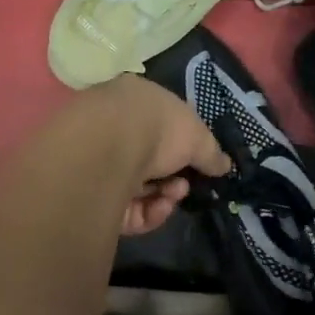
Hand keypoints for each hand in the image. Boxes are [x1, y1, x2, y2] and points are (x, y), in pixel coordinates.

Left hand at [77, 75, 229, 234]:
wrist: (108, 147)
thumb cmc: (157, 127)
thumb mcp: (197, 136)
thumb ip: (211, 153)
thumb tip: (224, 165)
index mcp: (135, 102)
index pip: (159, 126)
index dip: (181, 148)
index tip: (198, 163)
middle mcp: (112, 129)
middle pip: (149, 162)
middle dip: (173, 178)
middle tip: (183, 185)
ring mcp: (98, 163)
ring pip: (138, 190)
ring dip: (163, 197)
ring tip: (172, 196)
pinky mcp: (90, 196)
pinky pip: (124, 210)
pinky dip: (146, 212)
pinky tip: (158, 207)